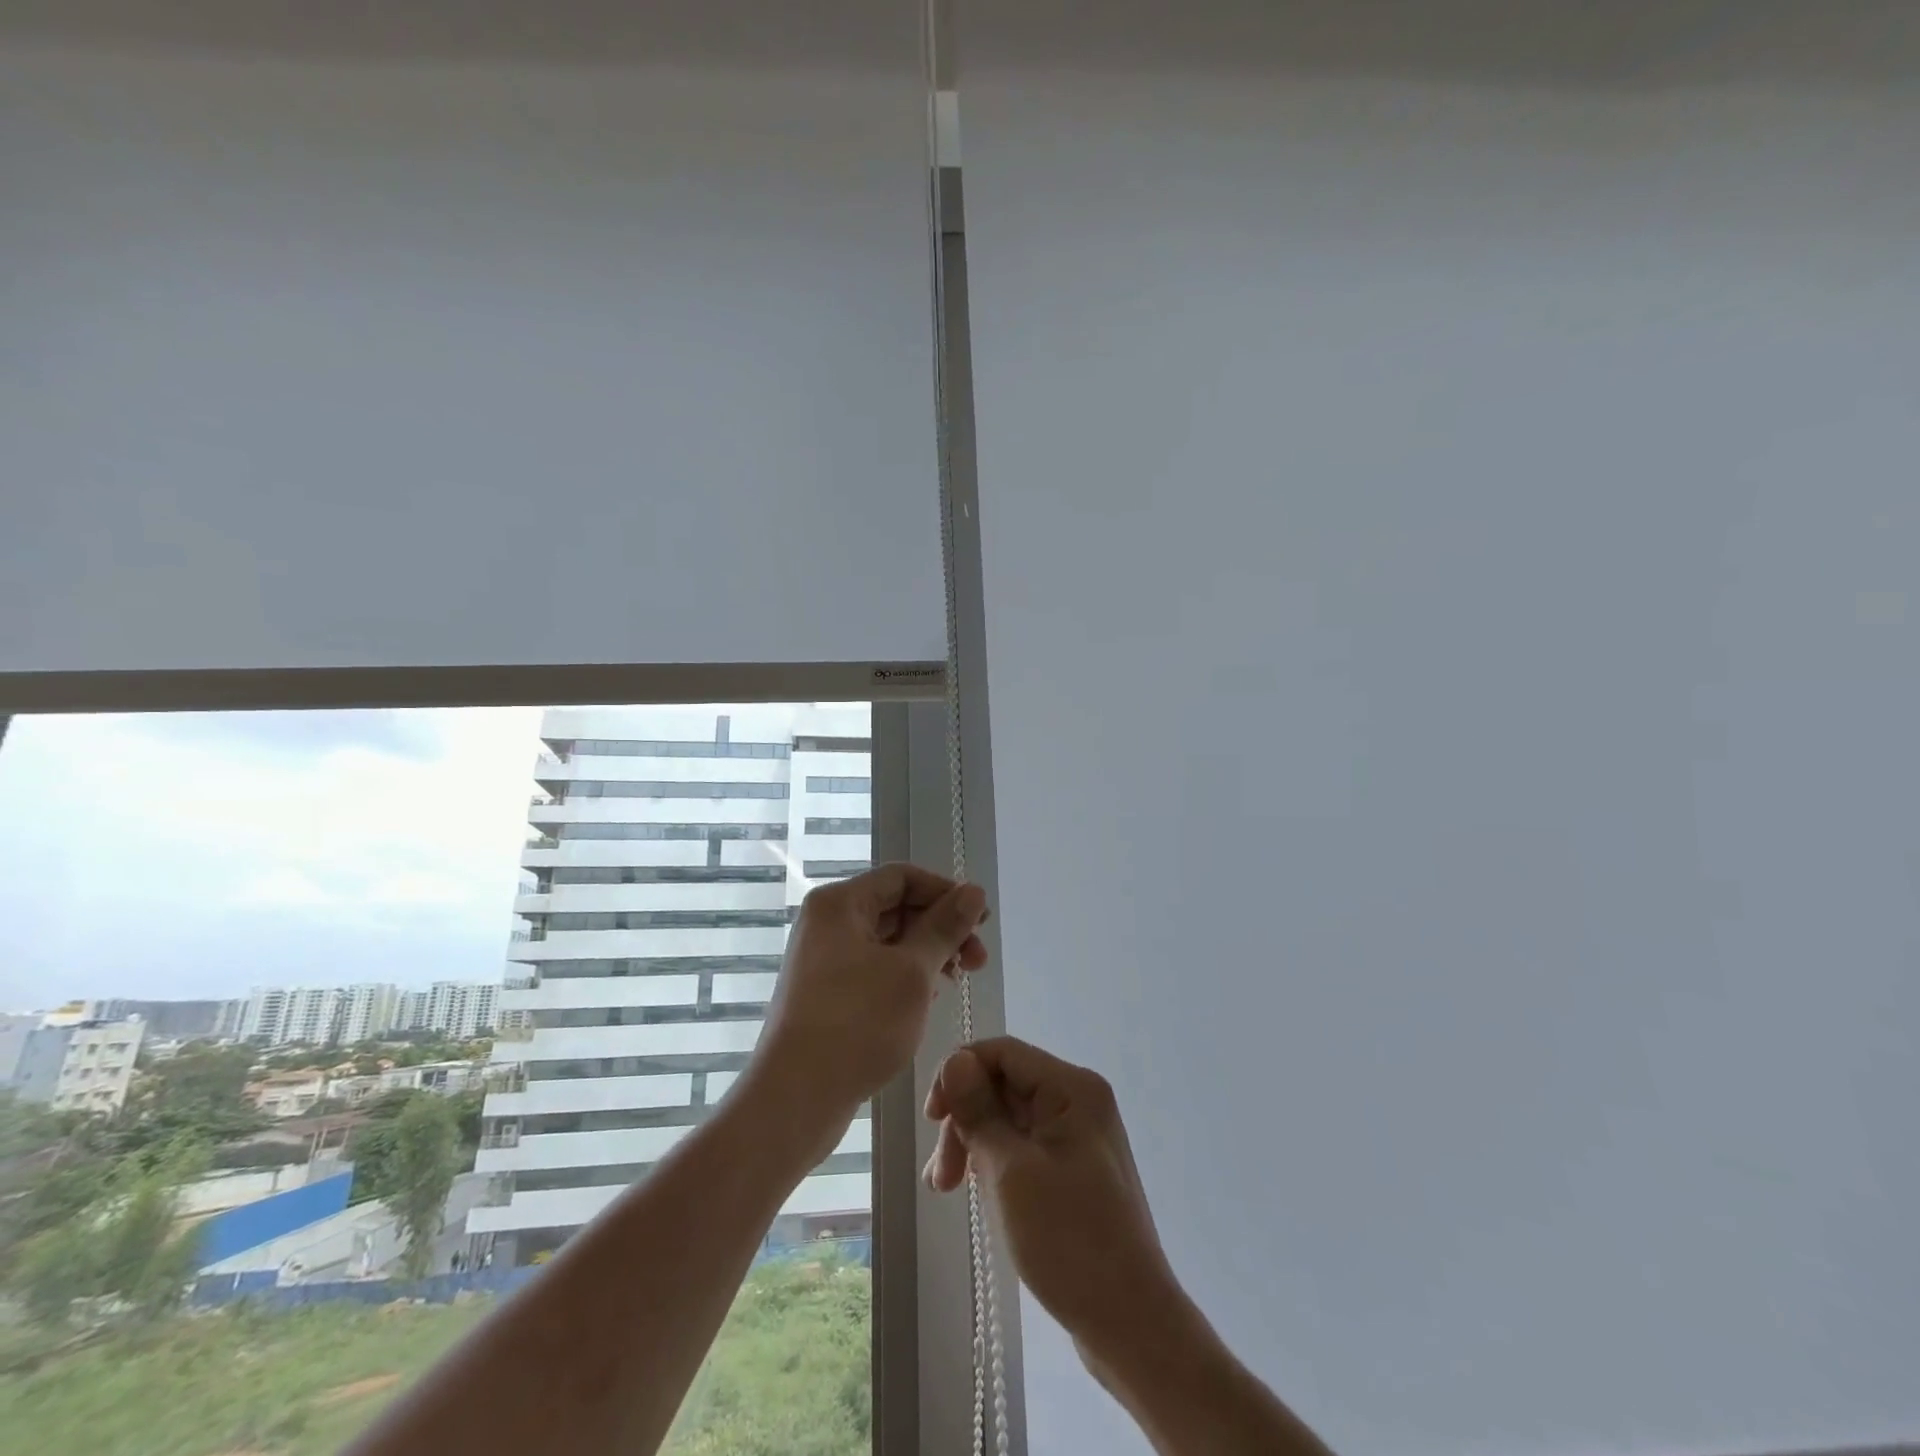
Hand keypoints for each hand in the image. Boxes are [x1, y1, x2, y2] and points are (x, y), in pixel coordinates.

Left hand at [752, 864, 989, 1141]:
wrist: (794, 1100)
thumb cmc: (857, 1025)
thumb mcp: (912, 972)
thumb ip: (945, 927)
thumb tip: (974, 891)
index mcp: (840, 904)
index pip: (902, 877)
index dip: (946, 892)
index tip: (982, 920)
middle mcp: (828, 923)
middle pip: (896, 907)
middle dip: (941, 928)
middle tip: (979, 960)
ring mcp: (824, 959)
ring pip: (888, 940)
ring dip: (928, 953)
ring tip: (959, 980)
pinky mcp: (827, 992)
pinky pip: (875, 968)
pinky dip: (906, 975)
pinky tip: (929, 997)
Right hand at [924, 1037, 1189, 1372]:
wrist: (1132, 1325)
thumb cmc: (1070, 1241)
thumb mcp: (1012, 1172)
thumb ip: (979, 1111)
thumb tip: (954, 1060)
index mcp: (1072, 1088)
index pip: (1002, 1053)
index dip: (959, 1074)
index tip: (932, 1119)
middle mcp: (1078, 1100)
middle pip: (1003, 1085)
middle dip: (965, 1120)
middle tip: (940, 1177)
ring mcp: (1078, 1135)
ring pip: (1008, 1117)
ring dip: (974, 1144)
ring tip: (947, 1189)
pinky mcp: (1074, 1168)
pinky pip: (1023, 1145)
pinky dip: (994, 1161)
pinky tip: (975, 1191)